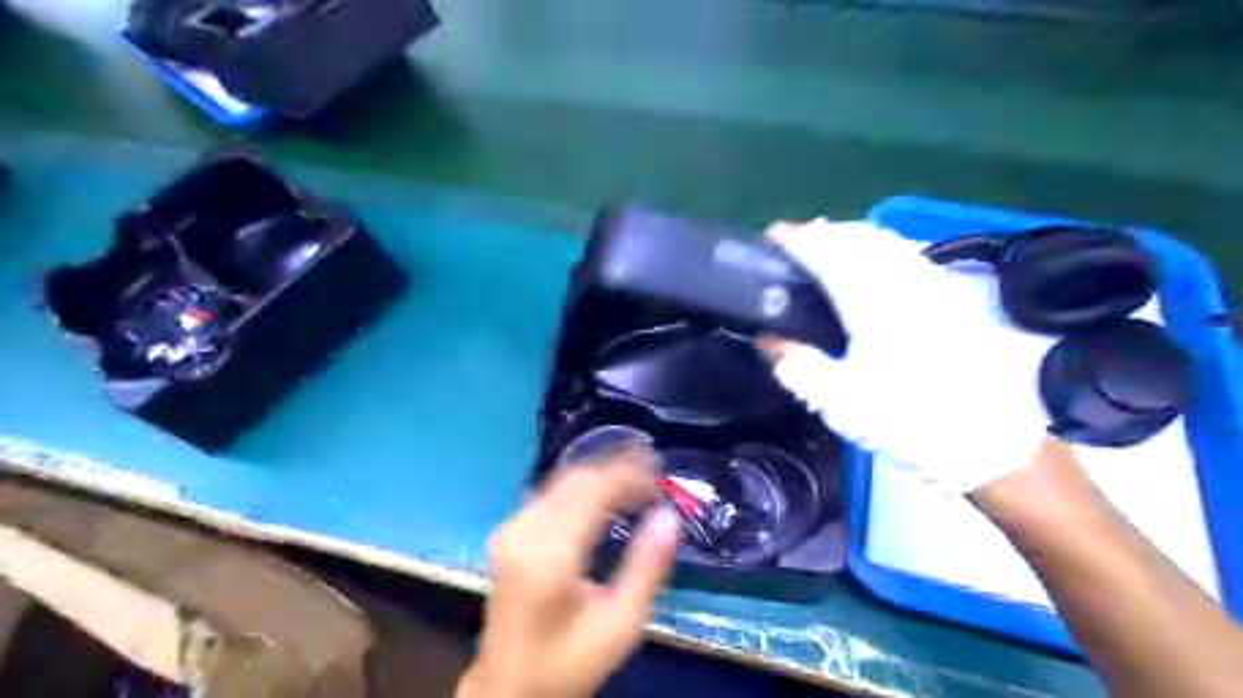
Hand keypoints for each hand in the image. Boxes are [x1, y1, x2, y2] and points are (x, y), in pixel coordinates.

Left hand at [460, 446, 683, 696]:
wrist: (508, 688)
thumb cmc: (568, 662)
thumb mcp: (620, 624)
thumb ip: (647, 567)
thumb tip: (669, 517)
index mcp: (549, 554)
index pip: (593, 490)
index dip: (630, 475)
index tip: (661, 478)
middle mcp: (524, 531)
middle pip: (576, 479)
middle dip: (618, 468)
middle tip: (654, 471)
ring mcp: (511, 530)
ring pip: (562, 481)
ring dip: (600, 474)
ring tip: (637, 477)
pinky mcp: (509, 534)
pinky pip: (550, 493)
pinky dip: (582, 487)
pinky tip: (605, 495)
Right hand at [769, 218, 1046, 489]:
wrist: (989, 440)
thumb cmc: (909, 421)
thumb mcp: (841, 404)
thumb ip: (799, 367)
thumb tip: (769, 340)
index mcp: (872, 304)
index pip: (828, 254)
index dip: (797, 239)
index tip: (771, 236)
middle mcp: (904, 282)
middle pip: (857, 237)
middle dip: (822, 231)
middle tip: (793, 241)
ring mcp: (932, 284)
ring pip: (885, 240)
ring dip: (849, 234)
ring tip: (825, 244)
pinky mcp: (950, 296)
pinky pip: (906, 252)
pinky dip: (877, 245)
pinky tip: (871, 261)